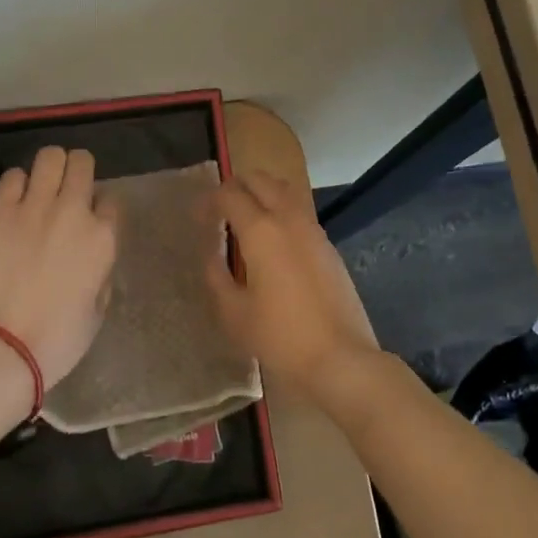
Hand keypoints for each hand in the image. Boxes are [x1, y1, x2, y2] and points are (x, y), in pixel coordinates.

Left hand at [0, 146, 117, 384]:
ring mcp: (34, 206)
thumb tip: (93, 254)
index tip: (89, 219)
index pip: (110, 198)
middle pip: (82, 162)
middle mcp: (73, 211)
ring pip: (50, 156)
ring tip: (41, 187)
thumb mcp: (98, 308)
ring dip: (49, 168)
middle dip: (77, 170)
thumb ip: (101, 270)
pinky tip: (13, 202)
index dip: (100, 206)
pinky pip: (13, 176)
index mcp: (103, 237)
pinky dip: (17, 184)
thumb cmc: (57, 340)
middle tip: (66, 190)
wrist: (2, 347)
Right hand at [206, 170, 378, 401]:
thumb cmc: (281, 337)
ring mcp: (312, 228)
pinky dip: (280, 210)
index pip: (229, 194)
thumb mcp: (234, 313)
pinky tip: (273, 241)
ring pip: (283, 190)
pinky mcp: (327, 244)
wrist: (340, 357)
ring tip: (245, 219)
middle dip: (235, 187)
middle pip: (259, 179)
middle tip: (219, 211)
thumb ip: (217, 276)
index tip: (197, 217)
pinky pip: (299, 210)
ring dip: (261, 193)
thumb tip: (212, 254)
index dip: (209, 201)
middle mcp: (288, 218)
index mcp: (261, 230)